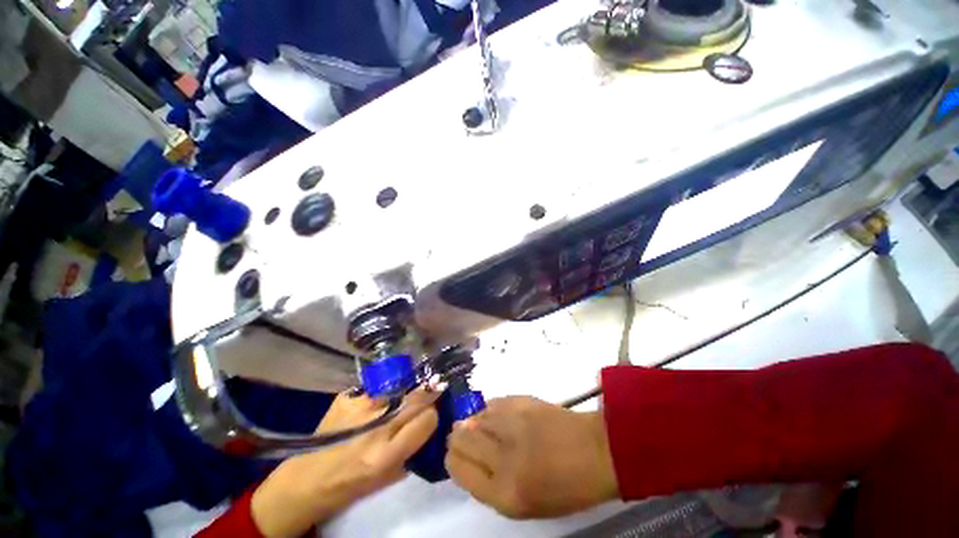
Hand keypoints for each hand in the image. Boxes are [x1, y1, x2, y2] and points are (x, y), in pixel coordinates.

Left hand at [251, 389, 438, 536]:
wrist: (306, 480)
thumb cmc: (349, 485)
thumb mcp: (386, 477)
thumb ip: (410, 450)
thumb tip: (428, 424)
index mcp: (387, 454)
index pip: (427, 419)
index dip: (432, 416)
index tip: (430, 415)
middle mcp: (376, 427)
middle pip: (416, 398)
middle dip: (428, 393)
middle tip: (433, 388)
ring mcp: (360, 408)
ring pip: (397, 389)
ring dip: (402, 393)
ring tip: (396, 401)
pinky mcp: (346, 397)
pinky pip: (373, 390)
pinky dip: (377, 395)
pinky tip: (370, 406)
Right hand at [445, 396, 618, 518]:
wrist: (597, 452)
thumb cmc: (565, 487)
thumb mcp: (524, 503)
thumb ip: (490, 482)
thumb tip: (466, 455)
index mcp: (504, 493)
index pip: (458, 469)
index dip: (452, 458)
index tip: (454, 453)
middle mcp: (503, 457)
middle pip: (461, 438)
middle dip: (457, 436)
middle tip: (462, 434)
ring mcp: (513, 424)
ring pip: (475, 417)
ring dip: (473, 421)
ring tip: (482, 425)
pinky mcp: (522, 401)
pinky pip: (493, 403)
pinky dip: (489, 409)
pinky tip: (497, 414)